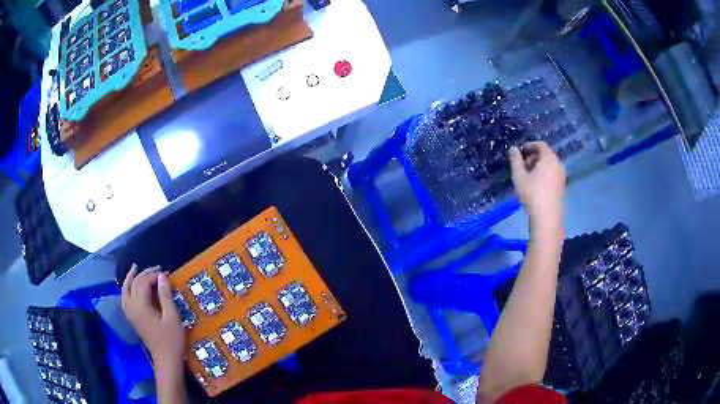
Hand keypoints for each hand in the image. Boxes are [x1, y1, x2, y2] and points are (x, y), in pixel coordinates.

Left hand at [122, 265, 184, 373]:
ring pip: (125, 289)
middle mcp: (131, 307)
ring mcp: (130, 313)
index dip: (154, 275)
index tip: (166, 274)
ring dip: (130, 278)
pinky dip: (127, 288)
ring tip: (136, 268)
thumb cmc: (172, 340)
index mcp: (140, 306)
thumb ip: (165, 295)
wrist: (166, 360)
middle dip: (145, 274)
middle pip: (134, 283)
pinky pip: (125, 297)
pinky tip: (132, 286)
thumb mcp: (172, 317)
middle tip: (158, 270)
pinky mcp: (132, 318)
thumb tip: (162, 276)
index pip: (143, 282)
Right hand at [509, 142, 565, 227]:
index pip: (540, 145)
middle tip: (522, 165)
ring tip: (528, 176)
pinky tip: (536, 185)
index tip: (520, 152)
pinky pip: (552, 174)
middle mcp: (558, 164)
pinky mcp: (562, 186)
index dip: (529, 145)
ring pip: (549, 165)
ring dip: (538, 166)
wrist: (547, 217)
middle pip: (546, 155)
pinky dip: (544, 174)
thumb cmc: (532, 194)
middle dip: (533, 157)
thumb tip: (513, 149)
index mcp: (549, 158)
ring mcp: (562, 176)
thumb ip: (515, 160)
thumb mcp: (519, 176)